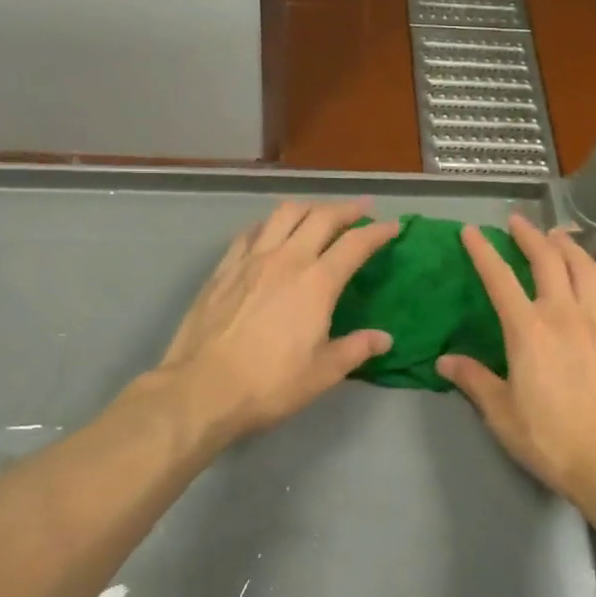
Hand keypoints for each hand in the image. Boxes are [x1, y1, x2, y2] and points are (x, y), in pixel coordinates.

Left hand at [154, 199, 399, 443]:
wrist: (202, 389)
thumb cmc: (269, 384)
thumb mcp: (322, 373)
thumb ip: (356, 349)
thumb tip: (384, 338)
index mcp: (317, 283)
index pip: (356, 244)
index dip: (378, 231)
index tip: (393, 227)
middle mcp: (287, 259)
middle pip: (321, 217)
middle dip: (346, 208)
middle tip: (362, 208)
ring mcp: (251, 259)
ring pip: (284, 213)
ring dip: (308, 207)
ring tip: (318, 213)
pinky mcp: (224, 268)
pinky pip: (250, 232)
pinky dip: (268, 224)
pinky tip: (270, 231)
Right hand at [438, 216, 595, 503]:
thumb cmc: (553, 441)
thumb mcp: (502, 415)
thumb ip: (474, 381)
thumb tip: (444, 361)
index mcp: (529, 330)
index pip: (500, 279)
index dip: (483, 252)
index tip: (471, 231)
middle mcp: (564, 314)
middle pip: (548, 260)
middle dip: (530, 235)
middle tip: (518, 221)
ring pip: (584, 268)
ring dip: (567, 246)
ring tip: (557, 235)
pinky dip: (593, 272)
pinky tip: (590, 274)